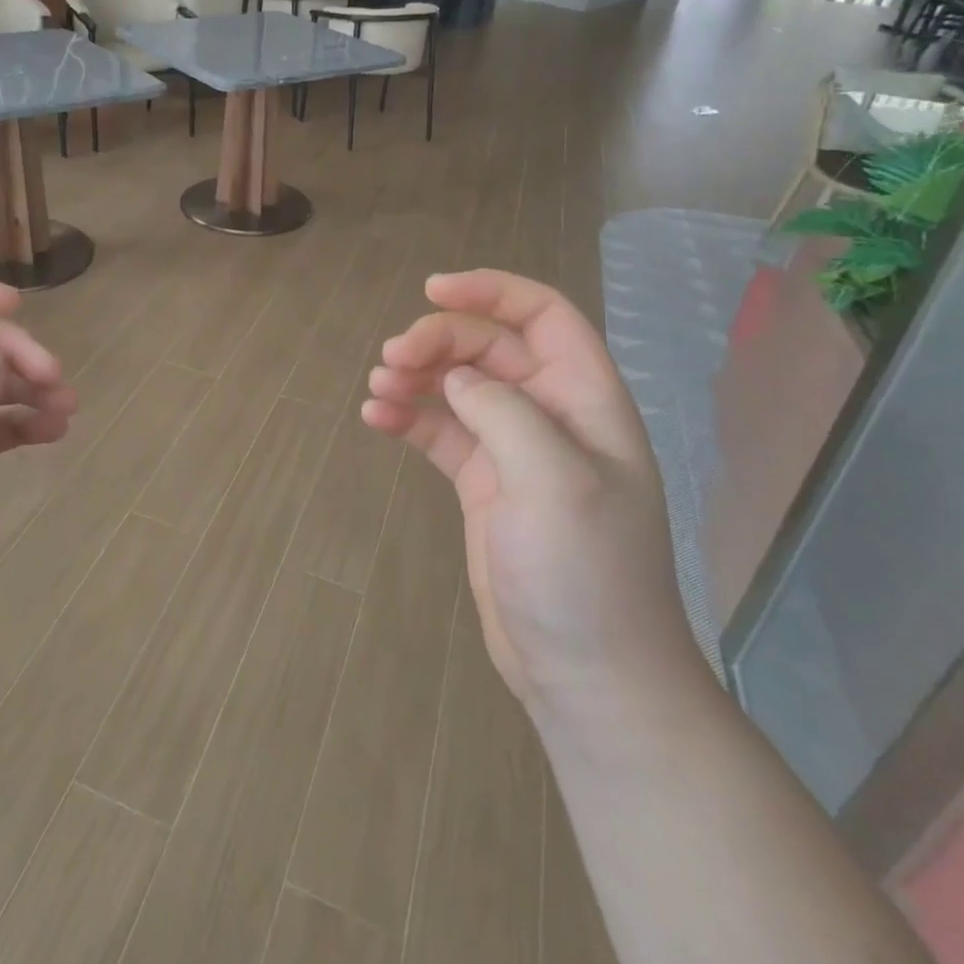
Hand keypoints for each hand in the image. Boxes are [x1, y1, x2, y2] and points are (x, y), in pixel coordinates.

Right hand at [362, 269, 703, 716]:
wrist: (587, 674)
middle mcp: (549, 415)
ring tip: (379, 389)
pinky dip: (408, 418)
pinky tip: (376, 419)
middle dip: (438, 342)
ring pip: (458, 387)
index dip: (491, 291)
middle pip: (488, 348)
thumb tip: (458, 377)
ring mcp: (513, 450)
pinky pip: (439, 432)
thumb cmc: (585, 572)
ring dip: (416, 377)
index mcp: (585, 400)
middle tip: (391, 359)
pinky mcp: (482, 484)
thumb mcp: (554, 479)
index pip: (542, 316)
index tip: (432, 290)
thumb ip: (504, 411)